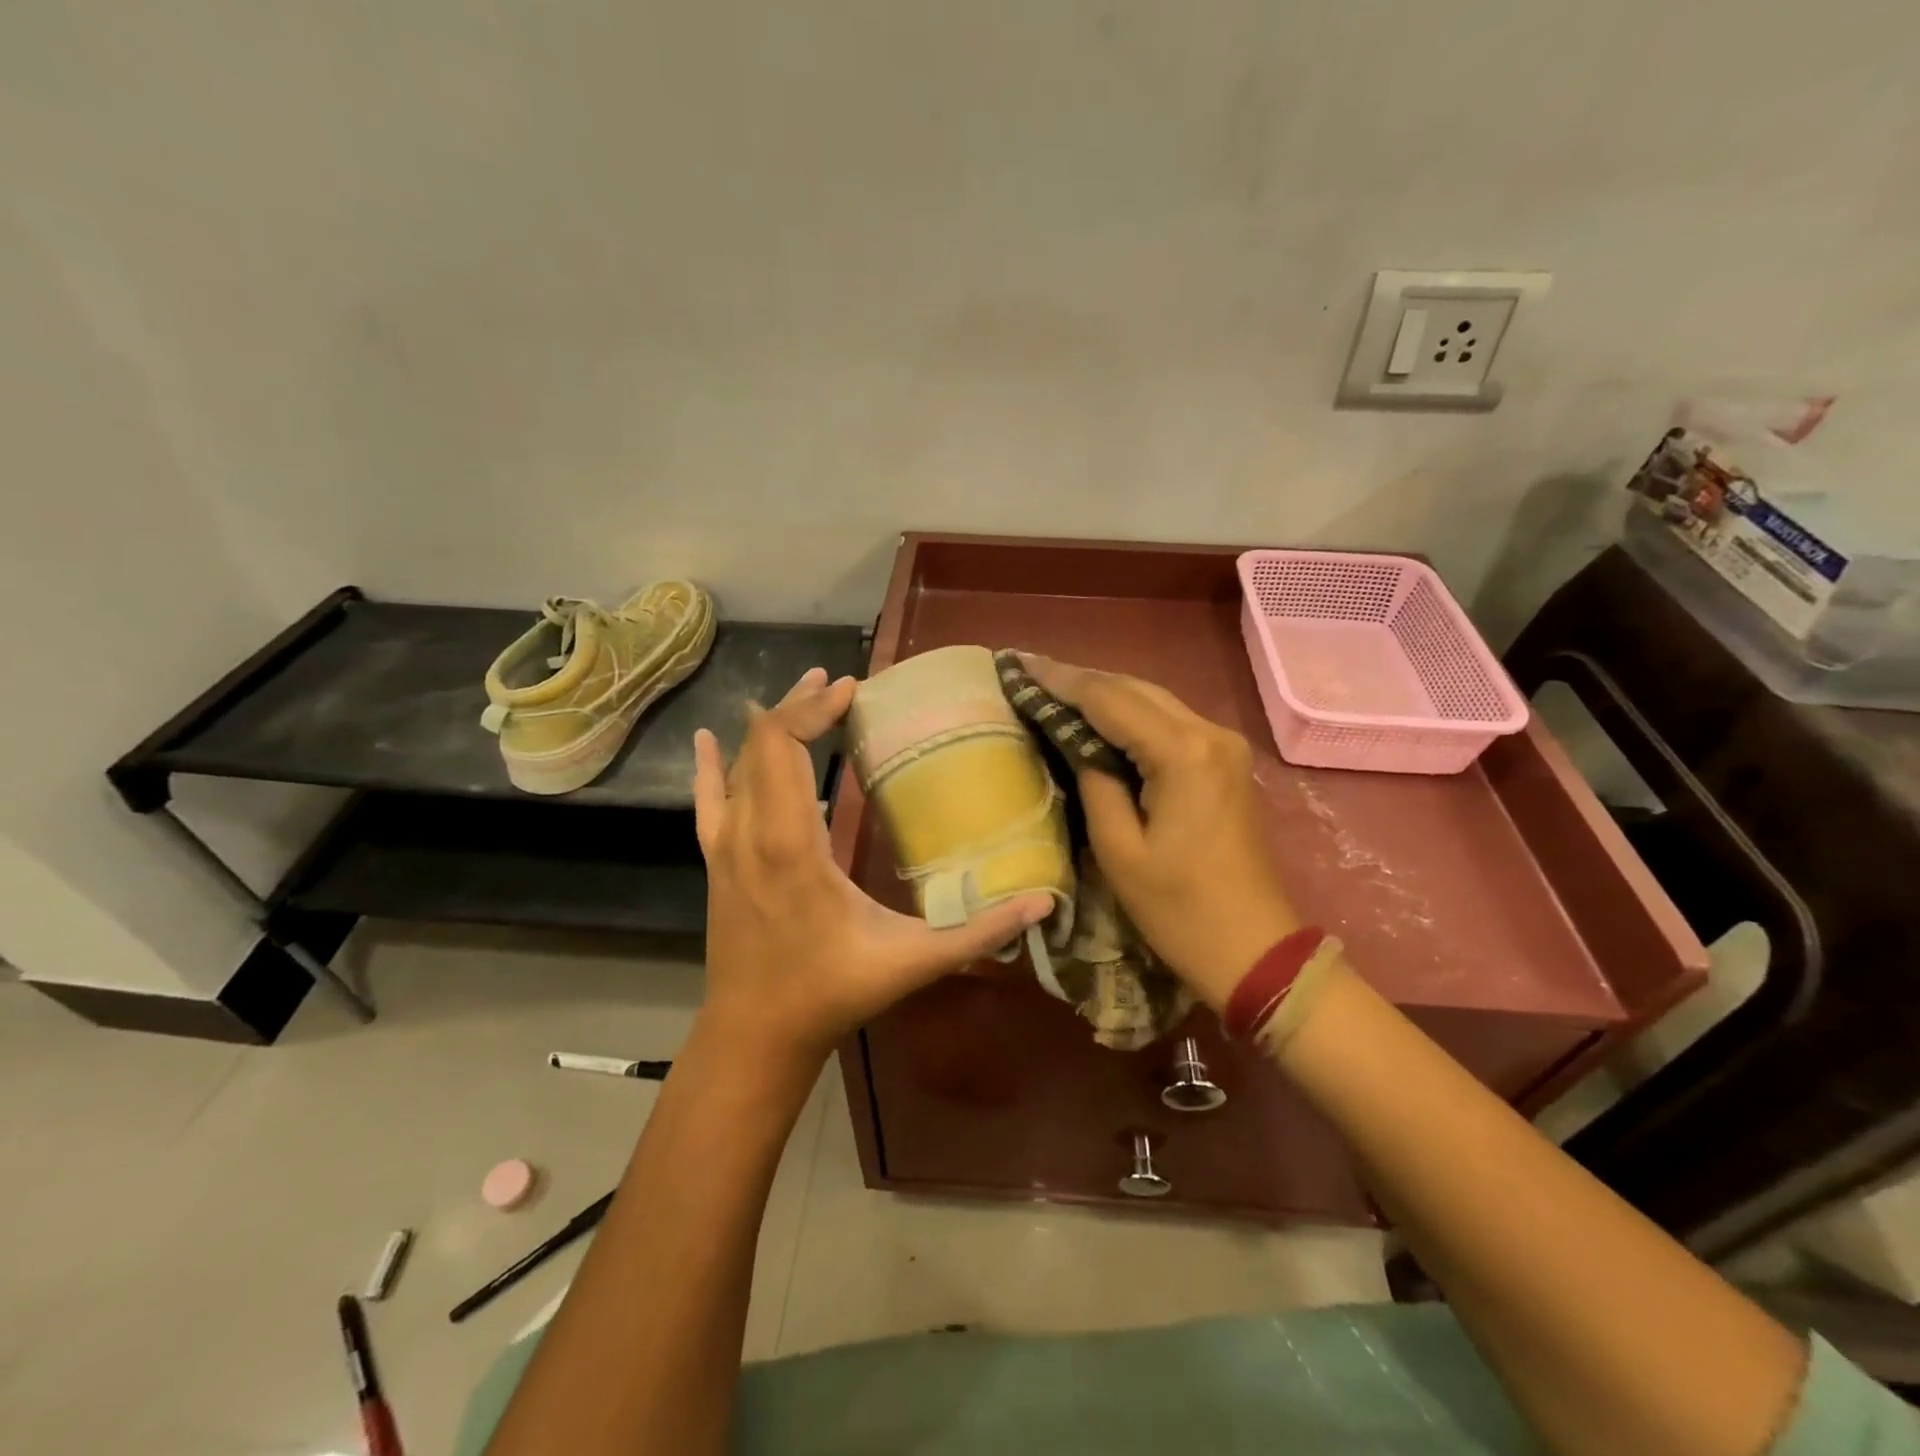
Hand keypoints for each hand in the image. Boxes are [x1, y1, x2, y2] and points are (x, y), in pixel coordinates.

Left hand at [692, 668, 1053, 1064]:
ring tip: (805, 694)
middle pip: (762, 743)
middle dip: (799, 705)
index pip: (783, 747)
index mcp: (791, 843)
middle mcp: (750, 832)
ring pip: (738, 764)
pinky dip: (709, 765)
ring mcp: (725, 846)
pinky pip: (707, 799)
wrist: (756, 1034)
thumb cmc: (832, 992)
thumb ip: (978, 933)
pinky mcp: (716, 861)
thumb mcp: (912, 961)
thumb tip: (1043, 905)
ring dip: (769, 726)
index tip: (851, 689)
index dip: (812, 709)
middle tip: (838, 684)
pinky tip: (706, 738)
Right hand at [1019, 655, 1300, 1009]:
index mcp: (1183, 753)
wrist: (1254, 949)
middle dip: (1080, 680)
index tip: (1018, 665)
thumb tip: (1074, 741)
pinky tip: (1099, 718)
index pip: (1109, 699)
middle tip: (1030, 673)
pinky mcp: (1226, 761)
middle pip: (1134, 688)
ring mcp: (1224, 745)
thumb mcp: (1118, 849)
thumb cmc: (1179, 910)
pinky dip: (1131, 715)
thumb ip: (1093, 781)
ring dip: (1105, 694)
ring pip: (1153, 700)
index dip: (1060, 680)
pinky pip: (1170, 721)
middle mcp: (1210, 733)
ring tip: (1054, 688)